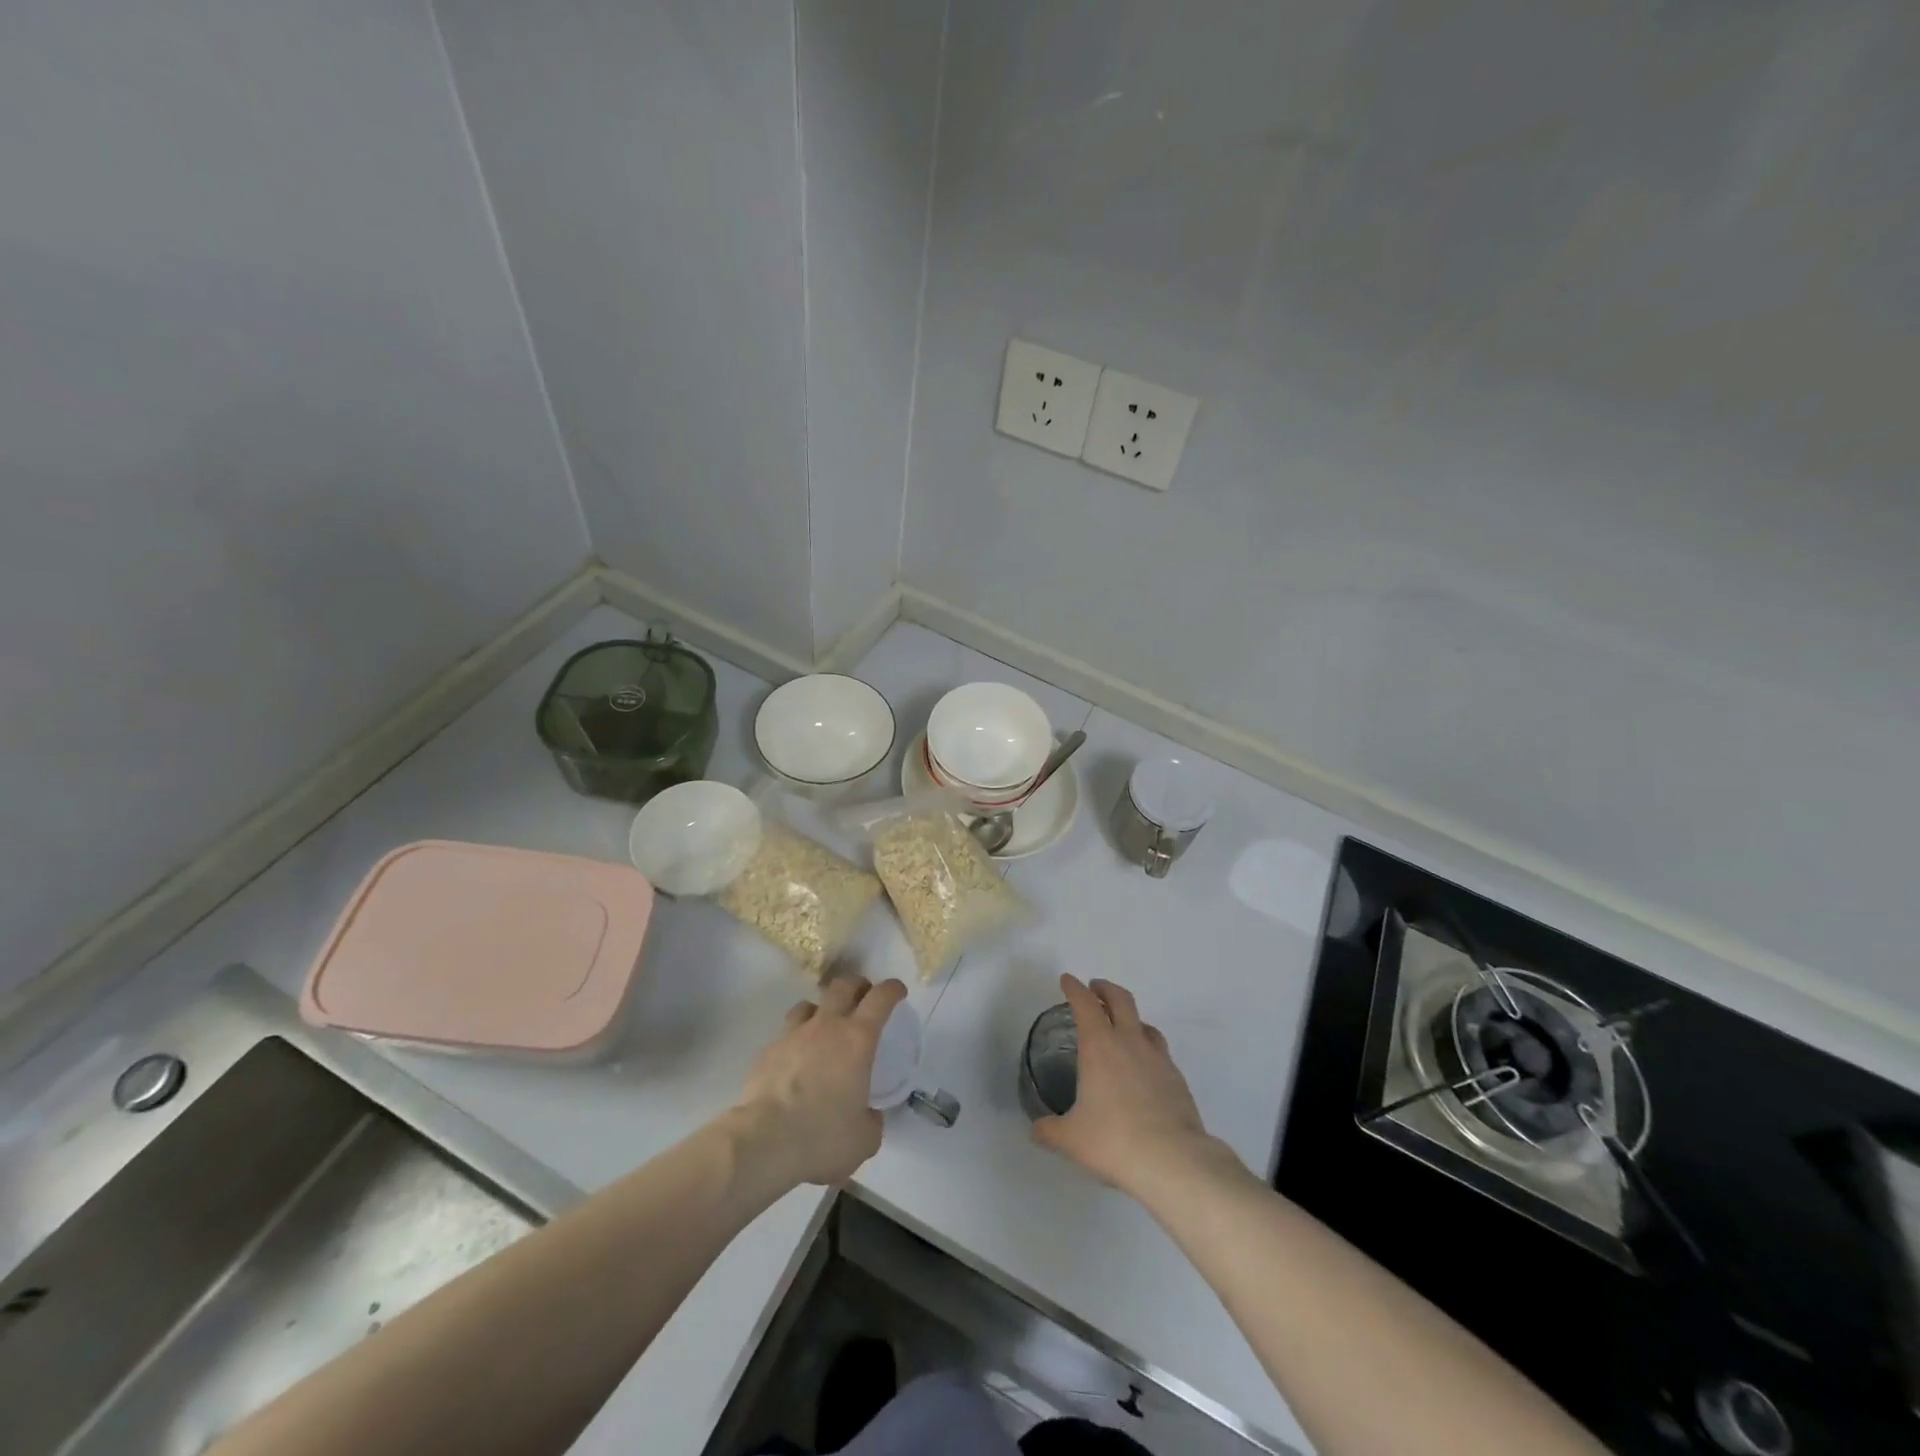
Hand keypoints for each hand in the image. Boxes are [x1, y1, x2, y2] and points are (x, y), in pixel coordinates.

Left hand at [735, 973, 906, 1189]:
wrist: (765, 1142)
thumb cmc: (823, 1137)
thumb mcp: (864, 1139)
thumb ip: (871, 1120)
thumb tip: (867, 1115)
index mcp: (858, 1040)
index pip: (880, 998)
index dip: (892, 989)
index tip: (898, 992)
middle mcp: (826, 1027)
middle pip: (843, 985)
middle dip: (857, 985)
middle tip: (863, 998)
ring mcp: (793, 1035)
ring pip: (809, 1005)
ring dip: (822, 1010)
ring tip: (824, 1028)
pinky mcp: (767, 1051)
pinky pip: (786, 1035)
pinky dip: (795, 1041)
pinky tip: (795, 1063)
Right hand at [1032, 974, 1217, 1193]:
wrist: (1173, 1159)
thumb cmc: (1114, 1140)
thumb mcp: (1071, 1138)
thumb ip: (1049, 1130)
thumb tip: (1036, 1129)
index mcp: (1099, 1046)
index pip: (1085, 1004)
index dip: (1074, 988)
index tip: (1067, 980)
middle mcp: (1130, 1042)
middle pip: (1120, 999)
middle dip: (1105, 989)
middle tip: (1095, 989)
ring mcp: (1158, 1058)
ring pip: (1144, 1023)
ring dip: (1130, 1017)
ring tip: (1122, 1027)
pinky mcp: (1177, 1078)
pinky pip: (1160, 1051)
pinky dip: (1148, 1048)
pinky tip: (1144, 1067)